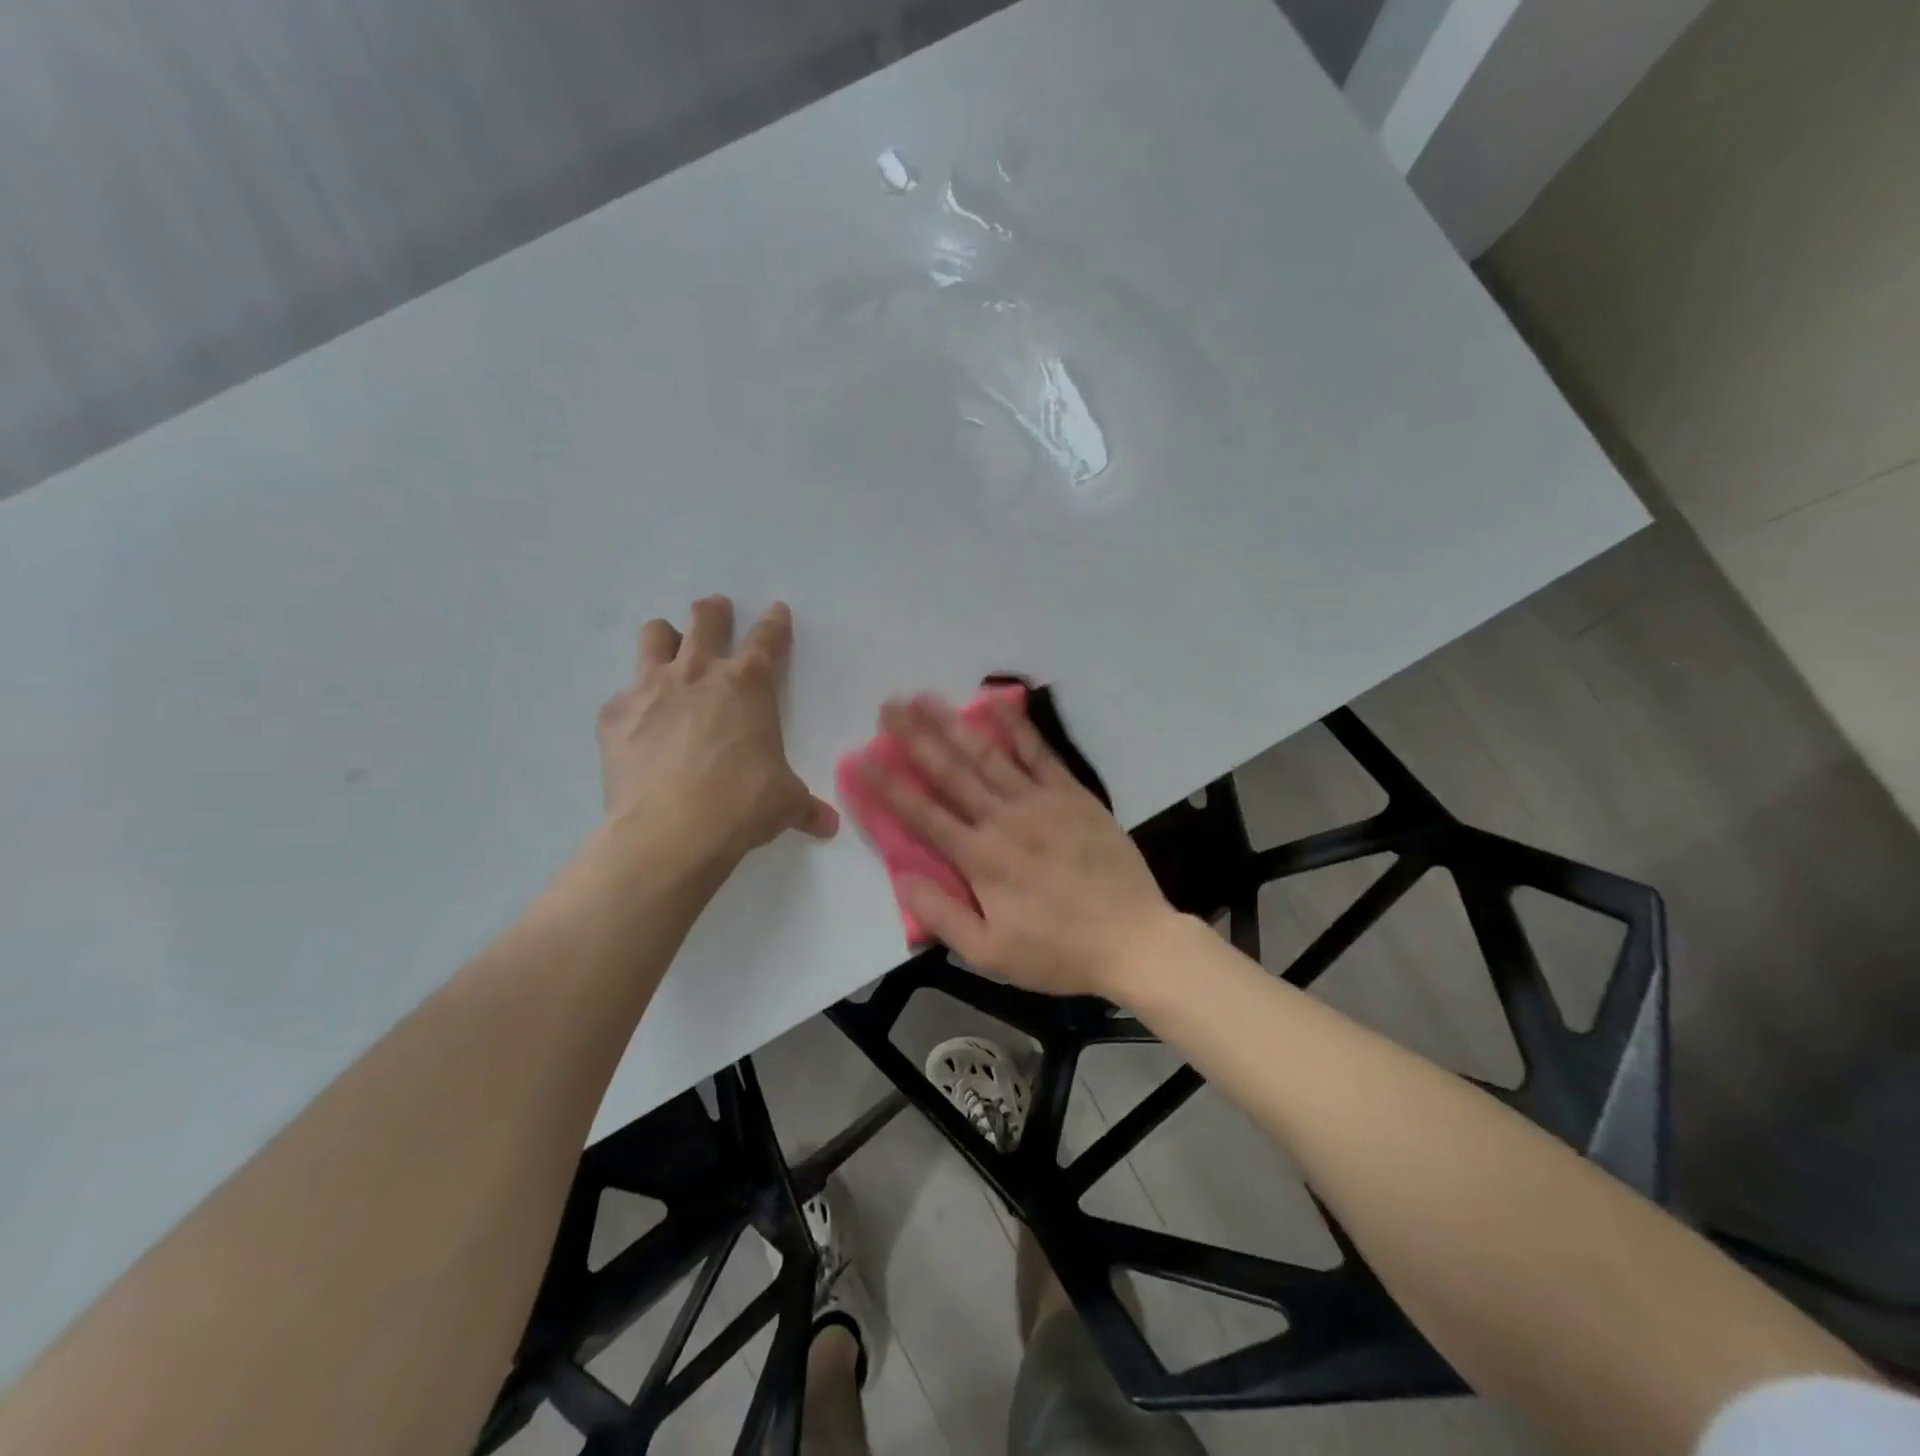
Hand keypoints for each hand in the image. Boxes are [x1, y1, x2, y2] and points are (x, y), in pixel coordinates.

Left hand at [597, 596, 838, 868]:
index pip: (768, 638)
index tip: (777, 611)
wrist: (670, 831)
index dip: (775, 622)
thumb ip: (805, 806)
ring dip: (666, 638)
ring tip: (670, 654)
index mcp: (749, 684)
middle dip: (714, 611)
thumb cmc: (742, 805)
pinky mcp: (614, 713)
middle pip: (706, 617)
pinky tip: (639, 727)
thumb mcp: (784, 802)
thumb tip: (828, 825)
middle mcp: (699, 672)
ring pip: (655, 634)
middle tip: (717, 614)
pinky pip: (623, 693)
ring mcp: (651, 687)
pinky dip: (634, 703)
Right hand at [857, 693, 1174, 1000]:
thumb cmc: (1056, 951)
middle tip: (889, 707)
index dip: (887, 785)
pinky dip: (1017, 727)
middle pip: (950, 772)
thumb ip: (941, 914)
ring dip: (953, 725)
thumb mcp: (989, 954)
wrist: (1133, 938)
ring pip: (987, 755)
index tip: (860, 757)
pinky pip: (1039, 753)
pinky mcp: (1072, 794)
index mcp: (979, 858)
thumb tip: (900, 875)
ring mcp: (1040, 801)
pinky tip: (997, 702)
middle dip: (915, 738)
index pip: (921, 814)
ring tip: (926, 697)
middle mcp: (1003, 819)